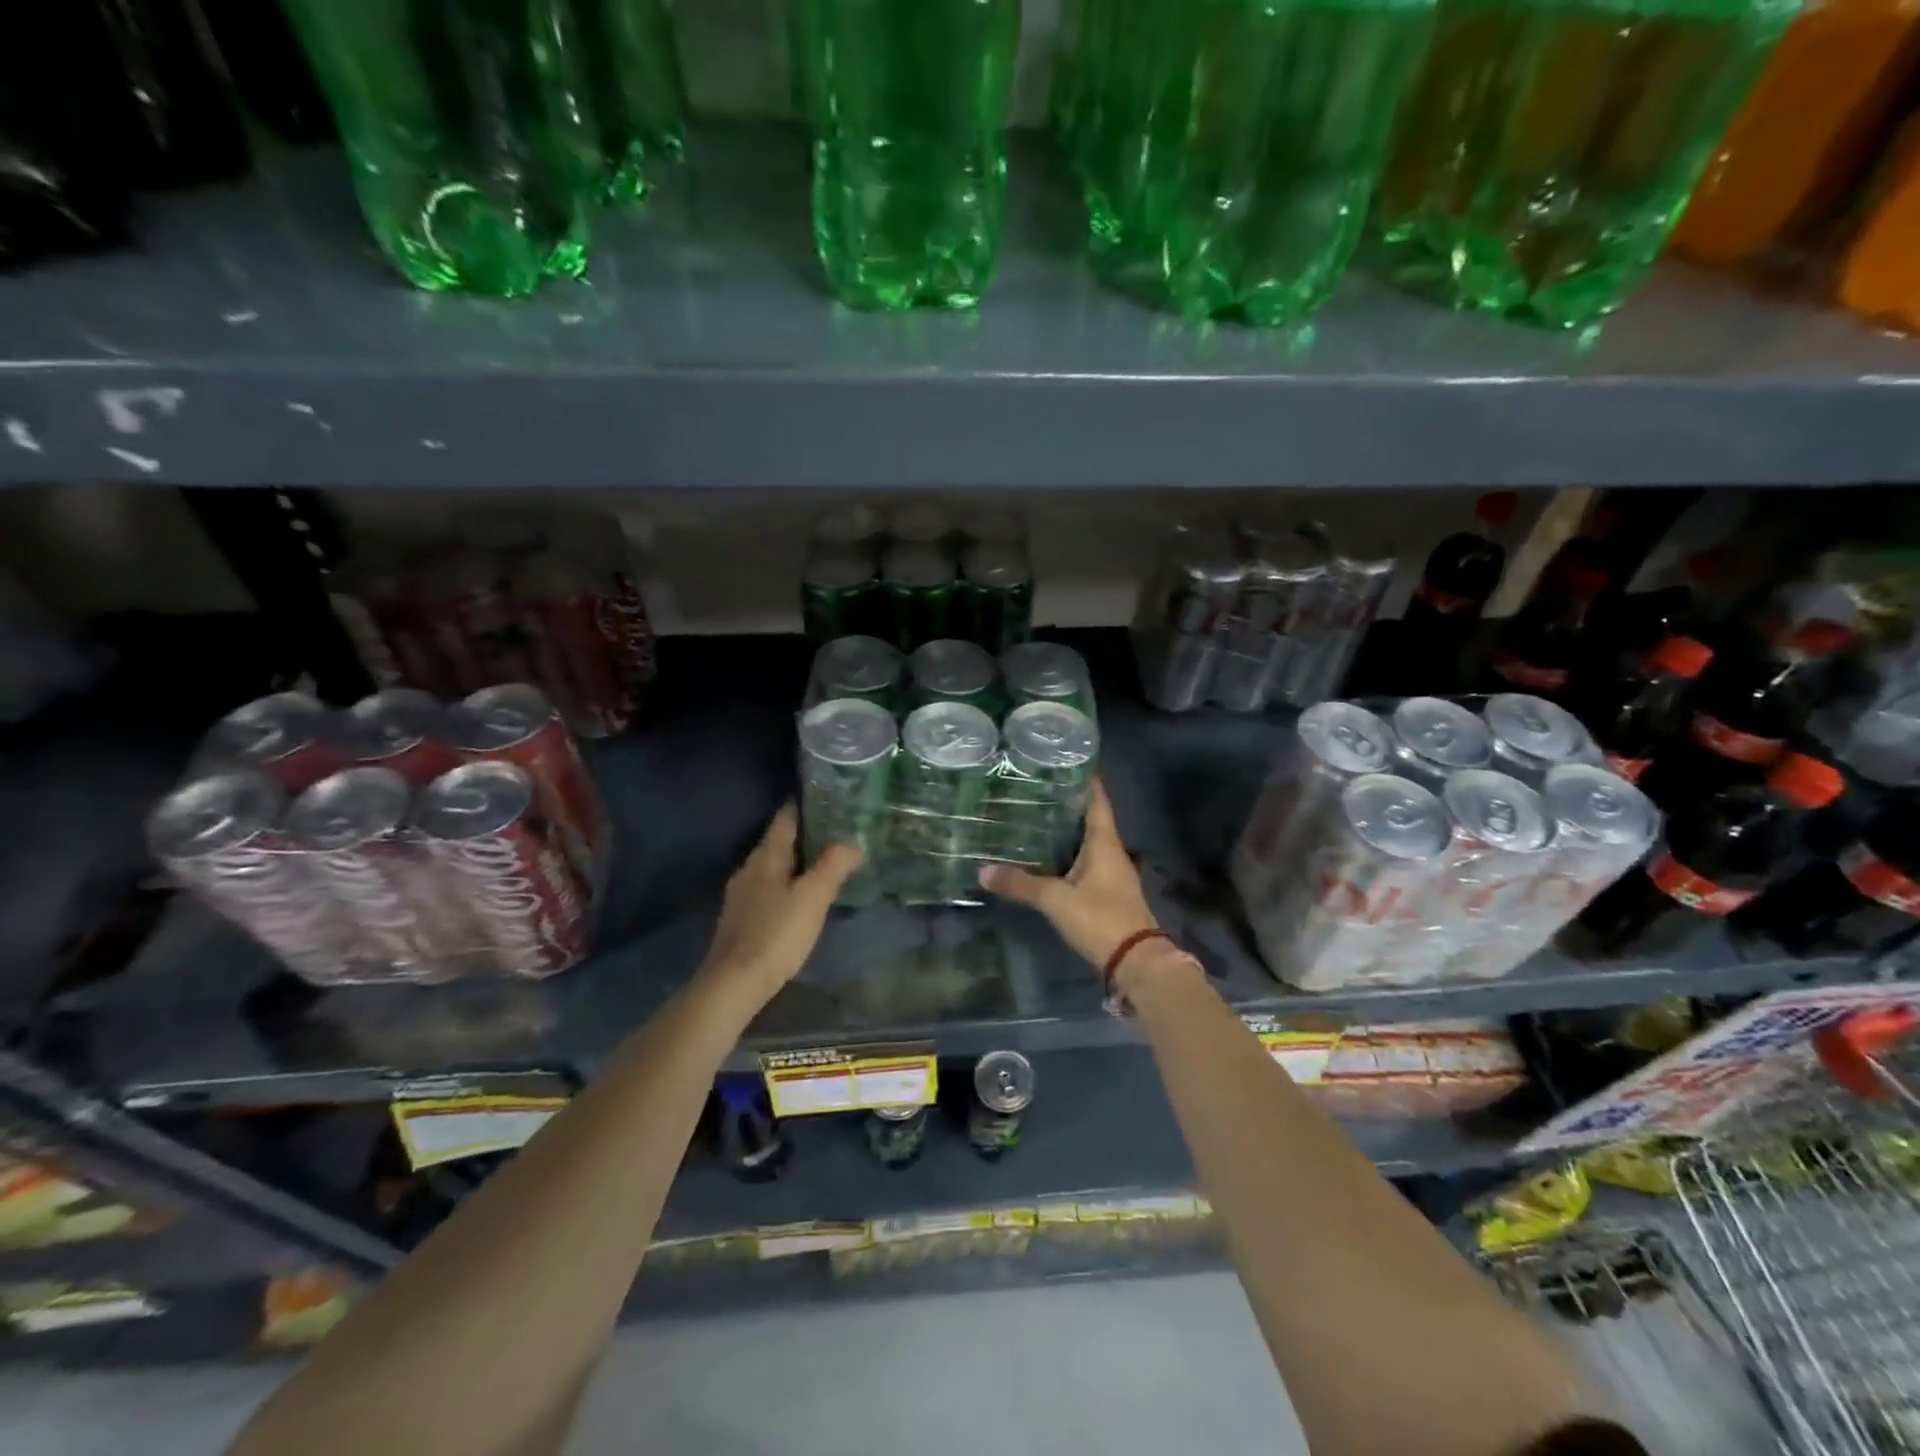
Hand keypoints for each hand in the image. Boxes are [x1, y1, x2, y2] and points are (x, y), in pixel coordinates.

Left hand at [697, 805, 860, 1010]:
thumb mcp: (813, 898)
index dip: (800, 806)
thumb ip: (833, 866)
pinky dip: (783, 884)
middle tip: (831, 829)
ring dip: (791, 861)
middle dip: (800, 834)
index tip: (821, 796)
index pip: (784, 820)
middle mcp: (749, 869)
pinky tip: (795, 897)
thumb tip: (853, 841)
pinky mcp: (739, 919)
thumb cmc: (776, 934)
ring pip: (769, 867)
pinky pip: (765, 889)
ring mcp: (740, 895)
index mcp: (766, 858)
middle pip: (775, 843)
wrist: (733, 983)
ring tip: (818, 862)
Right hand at [978, 780, 1157, 971]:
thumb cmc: (1100, 919)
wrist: (1137, 963)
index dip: (1085, 781)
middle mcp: (1112, 853)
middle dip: (1068, 805)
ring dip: (1069, 832)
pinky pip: (1088, 864)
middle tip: (1038, 790)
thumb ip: (1021, 884)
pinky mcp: (1109, 894)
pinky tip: (1050, 859)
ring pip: (1089, 844)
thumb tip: (982, 870)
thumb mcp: (1056, 900)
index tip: (1067, 762)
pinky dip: (1070, 856)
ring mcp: (1113, 875)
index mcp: (1105, 843)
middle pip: (1091, 820)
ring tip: (1037, 820)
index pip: (1097, 802)